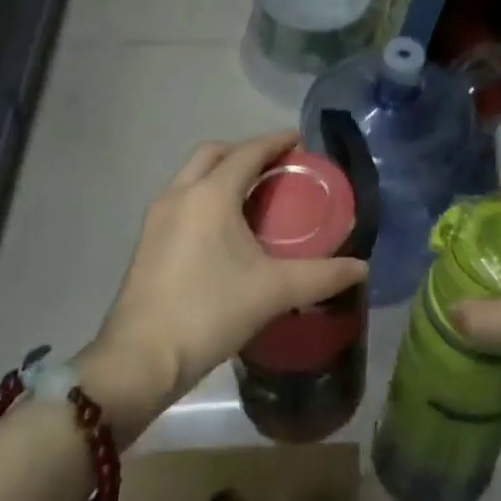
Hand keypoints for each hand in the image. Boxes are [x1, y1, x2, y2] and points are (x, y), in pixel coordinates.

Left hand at [81, 132, 367, 407]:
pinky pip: (181, 198)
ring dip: (221, 172)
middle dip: (245, 150)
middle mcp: (180, 194)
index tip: (300, 140)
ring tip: (253, 192)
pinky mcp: (146, 241)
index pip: (248, 152)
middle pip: (214, 153)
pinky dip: (205, 193)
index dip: (276, 142)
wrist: (139, 360)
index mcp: (211, 195)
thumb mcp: (274, 291)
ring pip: (192, 175)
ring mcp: (157, 217)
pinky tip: (223, 226)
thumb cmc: (209, 312)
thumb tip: (362, 268)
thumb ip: (322, 276)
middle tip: (275, 165)